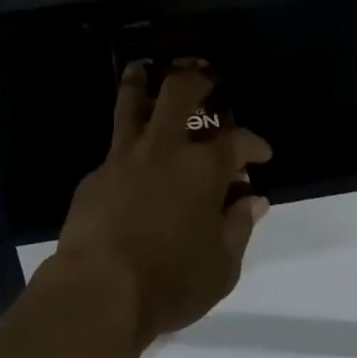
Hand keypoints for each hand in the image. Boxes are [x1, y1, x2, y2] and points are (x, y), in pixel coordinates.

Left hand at [53, 64, 271, 346]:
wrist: (99, 289)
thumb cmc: (170, 282)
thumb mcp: (221, 266)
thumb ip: (239, 227)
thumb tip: (254, 199)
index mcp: (202, 168)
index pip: (237, 140)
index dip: (253, 143)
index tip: (260, 153)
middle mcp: (163, 148)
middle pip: (179, 93)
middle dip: (197, 79)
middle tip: (206, 78)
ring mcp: (124, 155)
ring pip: (132, 101)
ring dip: (141, 81)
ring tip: (143, 69)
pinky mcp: (96, 173)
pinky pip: (115, 146)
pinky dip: (127, 142)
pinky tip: (130, 157)